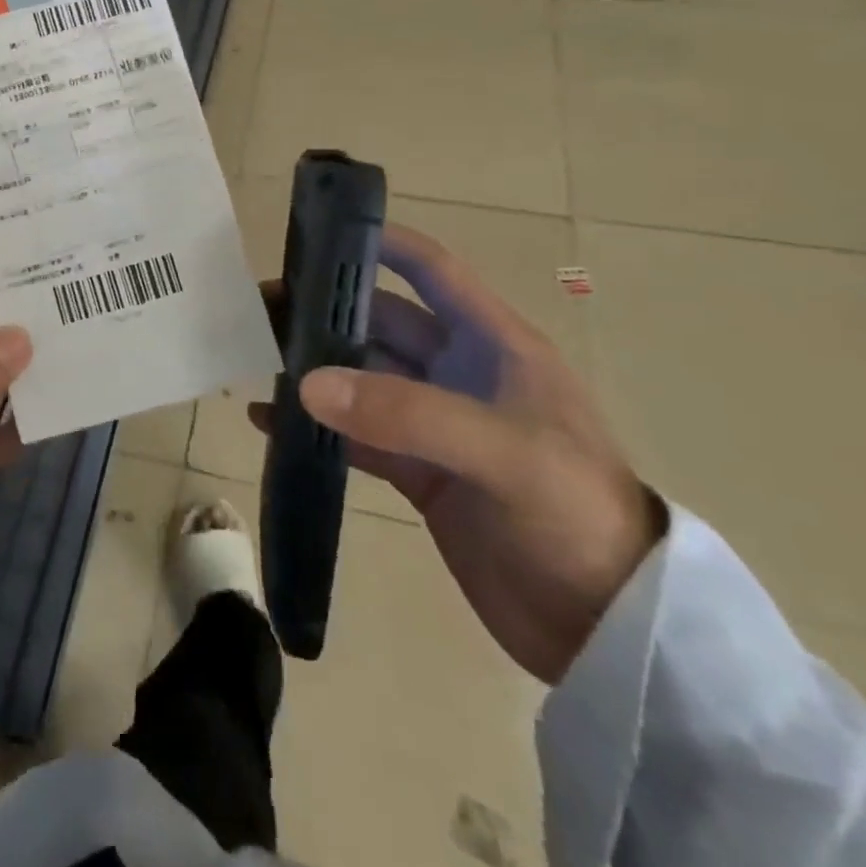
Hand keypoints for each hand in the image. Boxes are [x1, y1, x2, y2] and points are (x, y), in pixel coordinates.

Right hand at [251, 224, 663, 683]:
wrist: (612, 631)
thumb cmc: (576, 516)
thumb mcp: (503, 453)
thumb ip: (406, 413)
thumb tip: (308, 384)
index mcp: (494, 345)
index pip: (432, 271)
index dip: (381, 243)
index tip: (316, 235)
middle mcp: (460, 373)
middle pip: (380, 323)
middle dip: (324, 311)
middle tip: (257, 310)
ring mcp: (436, 424)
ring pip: (361, 378)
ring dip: (314, 368)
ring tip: (254, 359)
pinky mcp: (420, 473)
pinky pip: (356, 437)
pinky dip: (315, 426)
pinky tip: (268, 421)